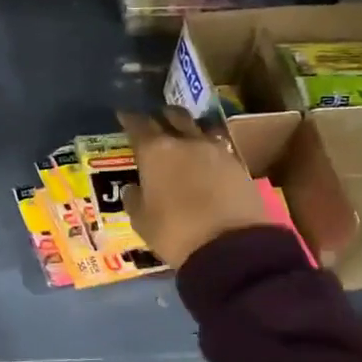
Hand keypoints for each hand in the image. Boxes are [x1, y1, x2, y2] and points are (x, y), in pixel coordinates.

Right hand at [117, 108, 272, 268]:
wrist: (231, 246)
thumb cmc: (175, 233)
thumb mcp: (142, 222)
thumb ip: (134, 200)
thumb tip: (133, 188)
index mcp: (155, 152)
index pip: (138, 125)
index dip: (129, 119)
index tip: (123, 115)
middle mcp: (185, 142)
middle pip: (173, 117)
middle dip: (162, 116)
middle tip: (155, 122)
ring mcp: (215, 150)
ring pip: (199, 128)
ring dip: (189, 129)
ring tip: (183, 138)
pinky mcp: (238, 164)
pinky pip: (218, 147)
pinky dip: (208, 149)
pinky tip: (205, 160)